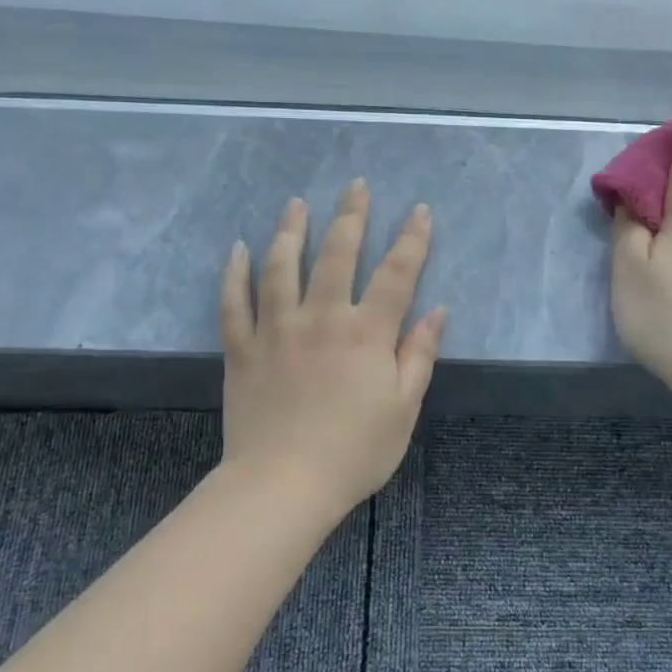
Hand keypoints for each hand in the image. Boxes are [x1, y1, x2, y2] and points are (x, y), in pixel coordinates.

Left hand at [220, 181, 445, 510]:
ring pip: (281, 266)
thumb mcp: (403, 408)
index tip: (420, 211)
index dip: (412, 240)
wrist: (283, 485)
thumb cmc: (354, 452)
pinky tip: (236, 249)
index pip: (396, 274)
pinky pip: (234, 302)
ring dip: (291, 230)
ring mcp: (276, 330)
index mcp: (366, 333)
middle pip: (337, 255)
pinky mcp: (242, 349)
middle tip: (355, 186)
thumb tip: (437, 312)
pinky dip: (234, 273)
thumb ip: (419, 355)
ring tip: (296, 203)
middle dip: (350, 217)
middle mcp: (321, 318)